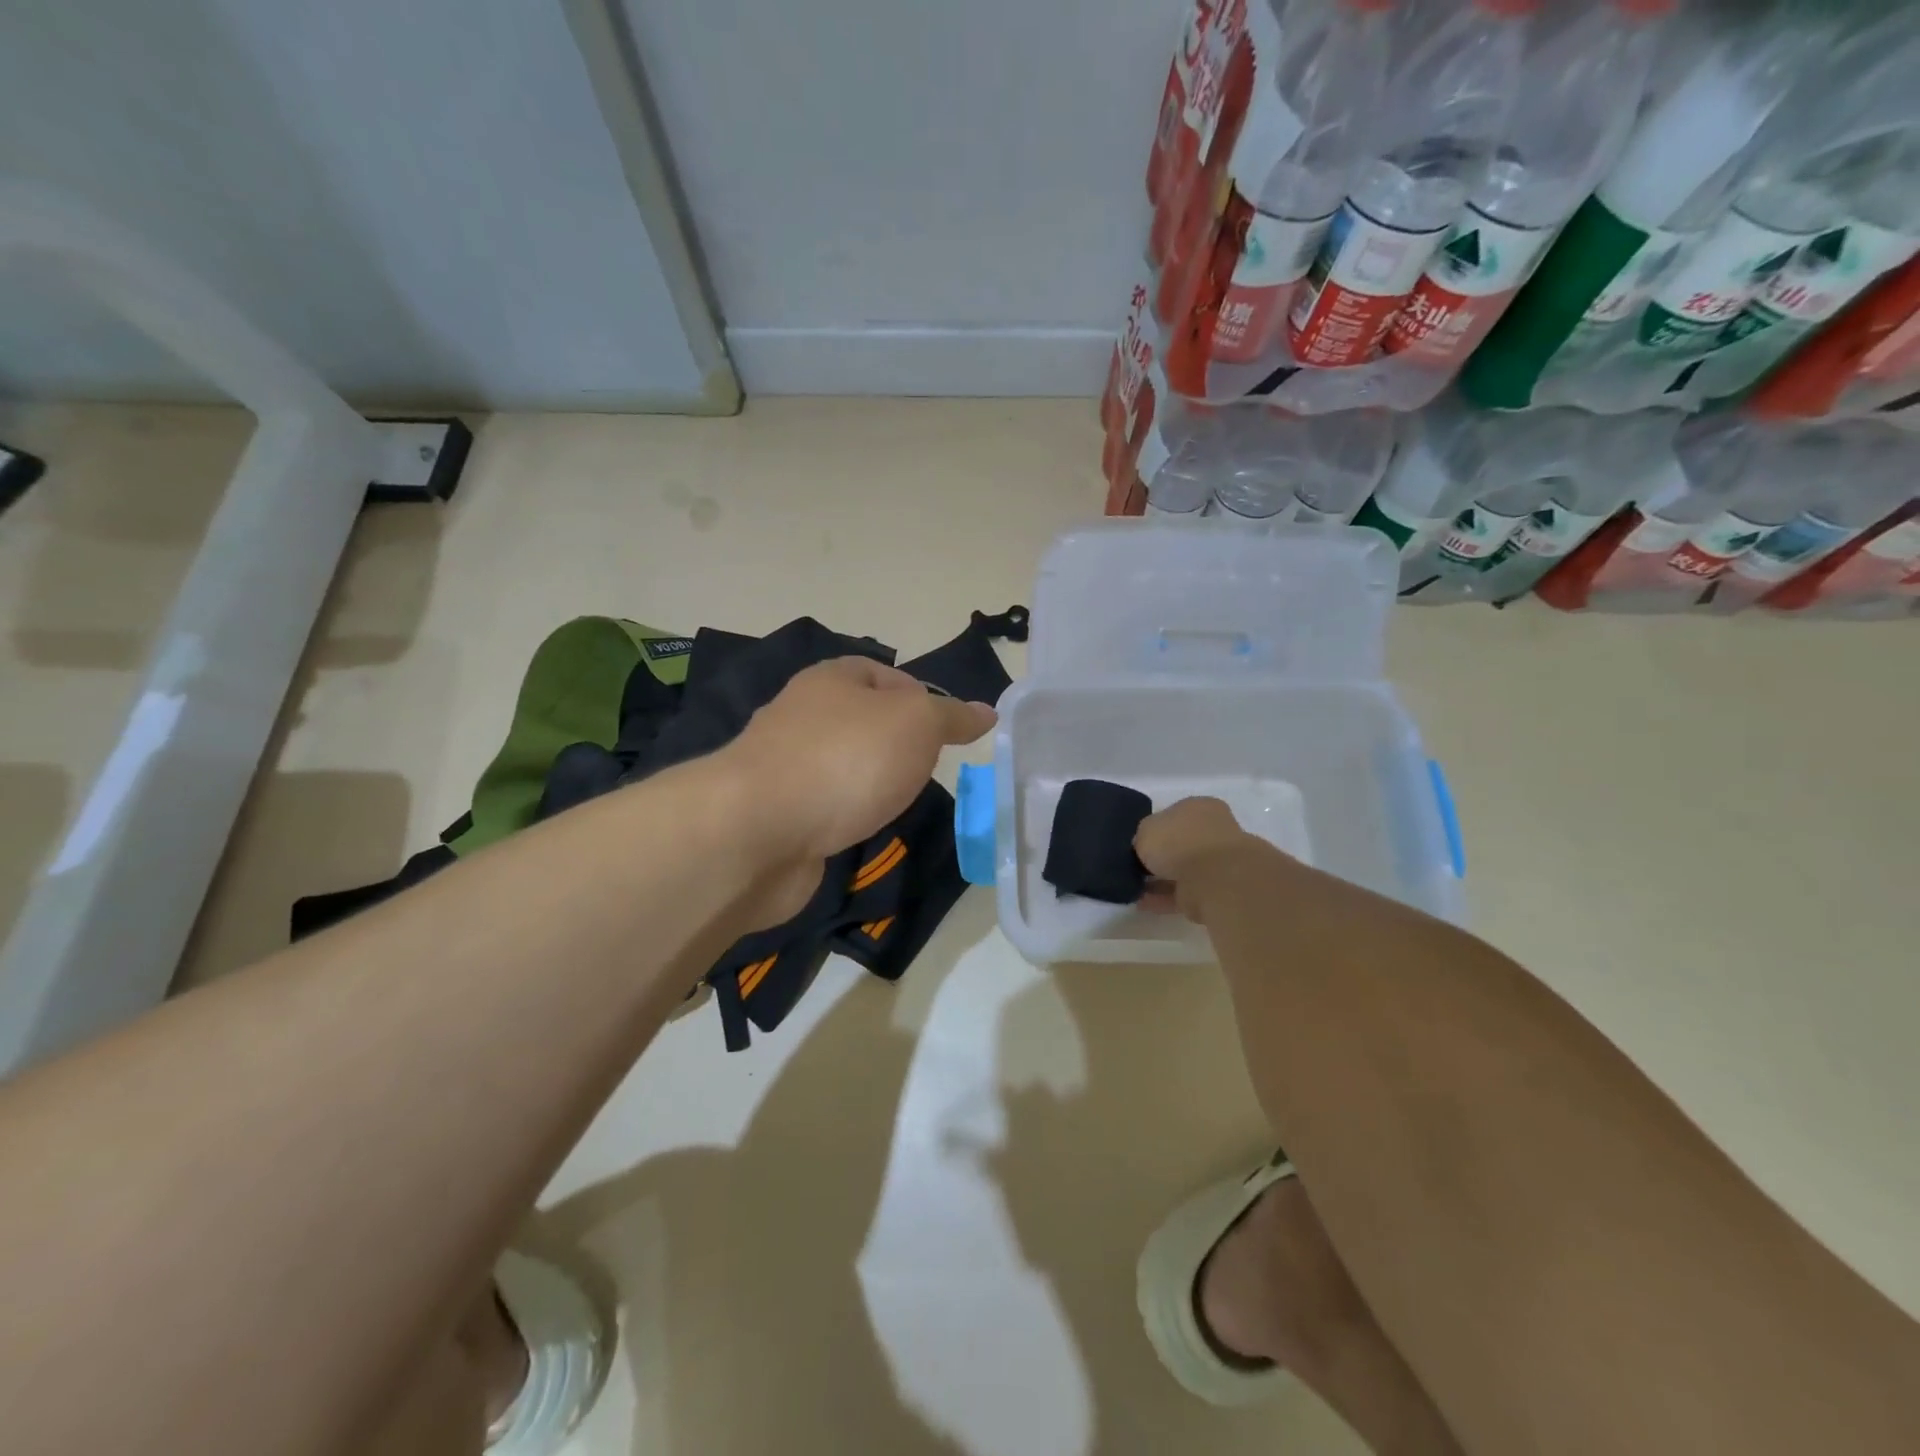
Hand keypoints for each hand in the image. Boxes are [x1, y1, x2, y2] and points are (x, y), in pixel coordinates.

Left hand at [723, 658, 994, 918]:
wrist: (758, 830)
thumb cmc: (846, 759)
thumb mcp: (916, 723)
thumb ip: (952, 716)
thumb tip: (986, 711)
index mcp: (831, 679)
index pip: (882, 674)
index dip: (919, 696)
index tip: (947, 731)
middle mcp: (802, 715)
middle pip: (860, 720)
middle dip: (896, 743)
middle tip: (929, 769)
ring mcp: (784, 766)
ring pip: (841, 766)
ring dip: (869, 782)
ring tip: (900, 803)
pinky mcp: (775, 814)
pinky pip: (822, 806)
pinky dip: (844, 816)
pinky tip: (861, 830)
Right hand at [1134, 797, 1262, 918]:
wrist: (1214, 878)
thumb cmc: (1178, 841)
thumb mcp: (1145, 830)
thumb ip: (1143, 837)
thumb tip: (1144, 847)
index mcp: (1199, 807)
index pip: (1174, 815)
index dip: (1154, 830)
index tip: (1138, 845)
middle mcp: (1213, 830)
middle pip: (1180, 843)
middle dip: (1160, 857)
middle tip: (1137, 867)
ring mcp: (1218, 861)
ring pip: (1183, 870)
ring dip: (1160, 880)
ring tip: (1136, 889)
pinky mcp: (1218, 889)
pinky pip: (1185, 892)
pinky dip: (1165, 898)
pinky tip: (1143, 903)